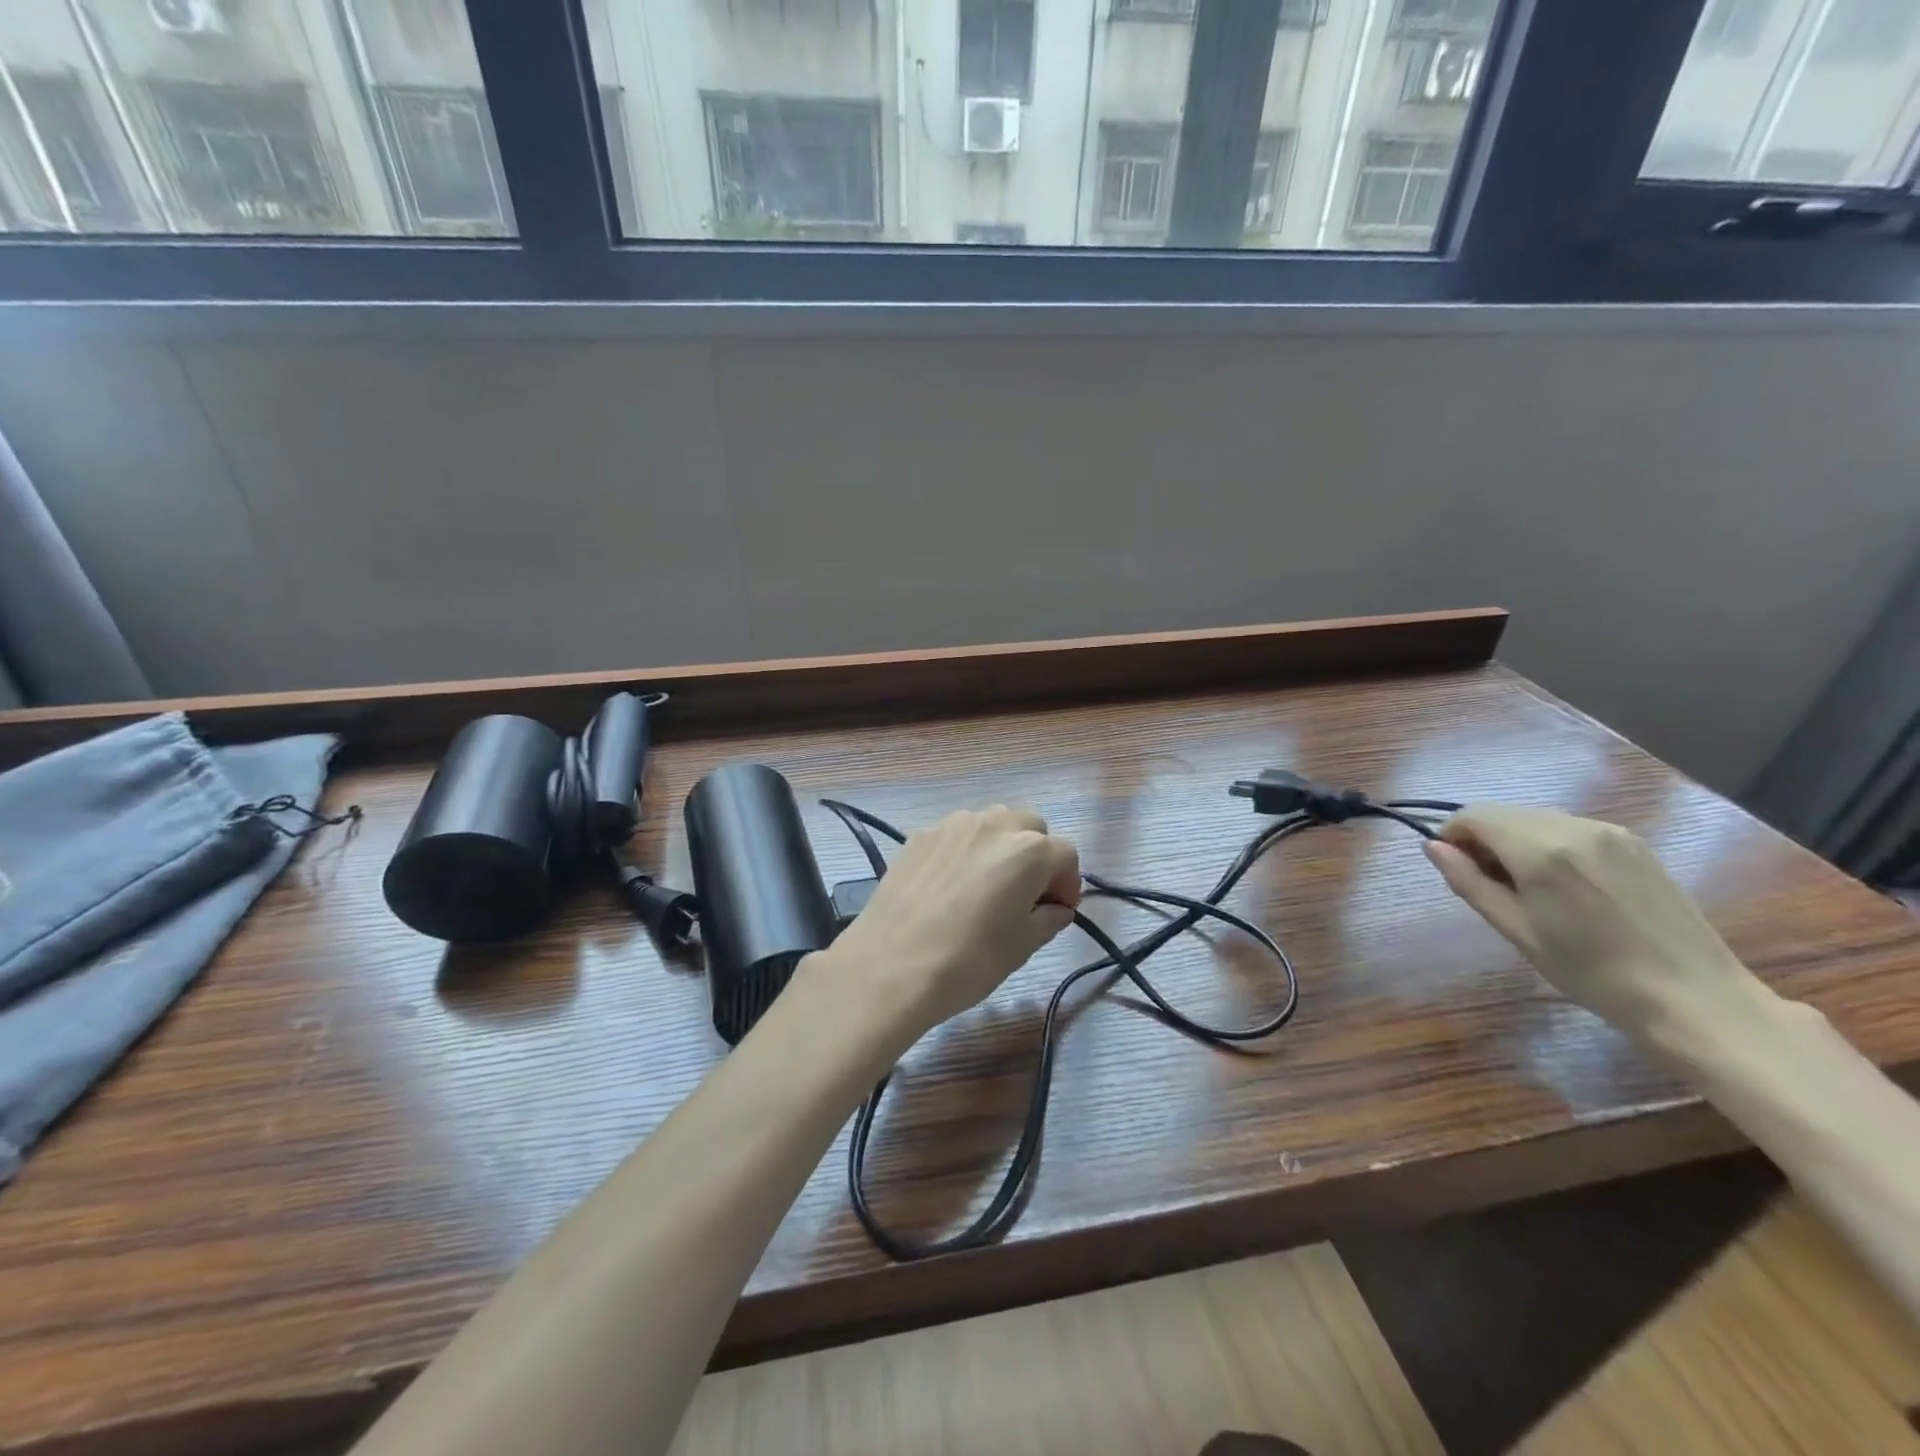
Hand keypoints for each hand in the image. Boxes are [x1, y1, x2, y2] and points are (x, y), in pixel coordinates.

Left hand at [823, 806, 1081, 1036]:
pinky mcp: (919, 835)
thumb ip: (1047, 919)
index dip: (1068, 883)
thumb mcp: (1021, 947)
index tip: (1058, 911)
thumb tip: (1055, 909)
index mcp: (1029, 850)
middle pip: (1030, 827)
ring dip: (1000, 846)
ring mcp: (952, 825)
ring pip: (991, 823)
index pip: (1066, 855)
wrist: (890, 966)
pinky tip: (950, 886)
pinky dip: (965, 850)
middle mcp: (994, 824)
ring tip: (987, 885)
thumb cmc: (968, 960)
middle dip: (1037, 854)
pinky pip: (956, 834)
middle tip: (1026, 893)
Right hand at [1425, 804, 1766, 1037]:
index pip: (1475, 815)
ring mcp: (1610, 832)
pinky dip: (1550, 846)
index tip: (1456, 868)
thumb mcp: (1517, 931)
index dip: (1453, 835)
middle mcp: (1574, 827)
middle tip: (1489, 884)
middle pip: (1505, 814)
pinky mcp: (1635, 843)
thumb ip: (1470, 882)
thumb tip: (1433, 846)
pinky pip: (1571, 830)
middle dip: (1485, 839)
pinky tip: (1566, 887)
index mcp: (1541, 850)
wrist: (1694, 998)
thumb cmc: (1592, 972)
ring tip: (1529, 889)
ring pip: (1537, 820)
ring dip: (1517, 842)